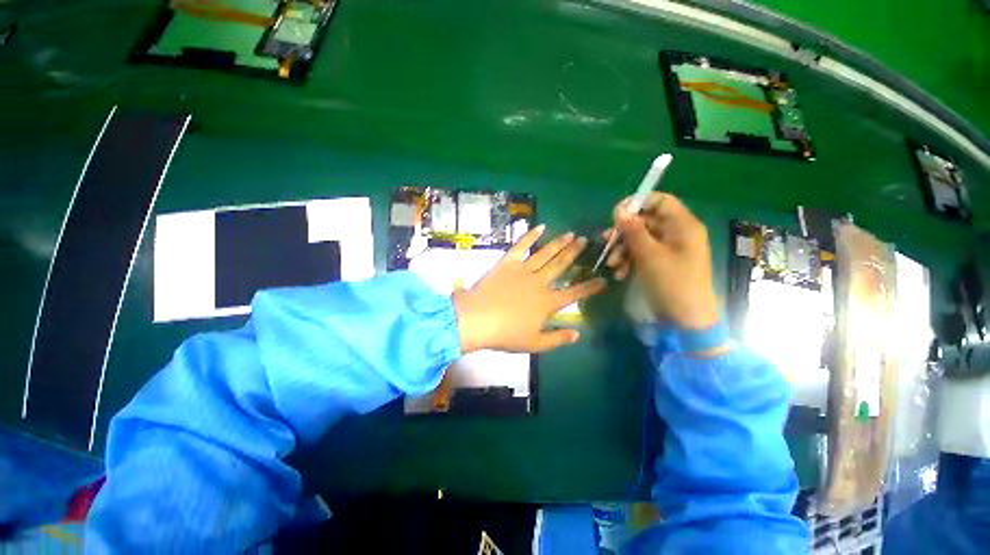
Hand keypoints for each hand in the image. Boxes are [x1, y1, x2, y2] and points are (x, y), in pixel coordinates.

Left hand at [453, 225, 605, 353]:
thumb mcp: (534, 344)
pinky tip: (540, 226)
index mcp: (548, 302)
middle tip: (586, 241)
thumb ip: (557, 339)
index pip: (574, 293)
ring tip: (571, 234)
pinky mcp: (508, 262)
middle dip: (575, 253)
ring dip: (559, 243)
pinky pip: (521, 246)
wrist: (477, 319)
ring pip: (546, 253)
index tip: (603, 279)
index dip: (590, 287)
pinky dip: (530, 235)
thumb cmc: (505, 334)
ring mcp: (524, 270)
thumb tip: (578, 334)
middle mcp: (540, 282)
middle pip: (561, 265)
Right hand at [604, 193, 718, 329]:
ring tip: (611, 265)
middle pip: (646, 221)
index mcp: (683, 226)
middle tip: (606, 242)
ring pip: (640, 238)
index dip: (637, 203)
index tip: (615, 214)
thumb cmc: (672, 284)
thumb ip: (634, 231)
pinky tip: (619, 273)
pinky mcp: (661, 262)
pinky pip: (641, 253)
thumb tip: (619, 210)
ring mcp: (669, 249)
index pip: (660, 201)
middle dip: (624, 232)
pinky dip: (628, 260)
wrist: (685, 320)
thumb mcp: (650, 256)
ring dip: (622, 249)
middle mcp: (677, 233)